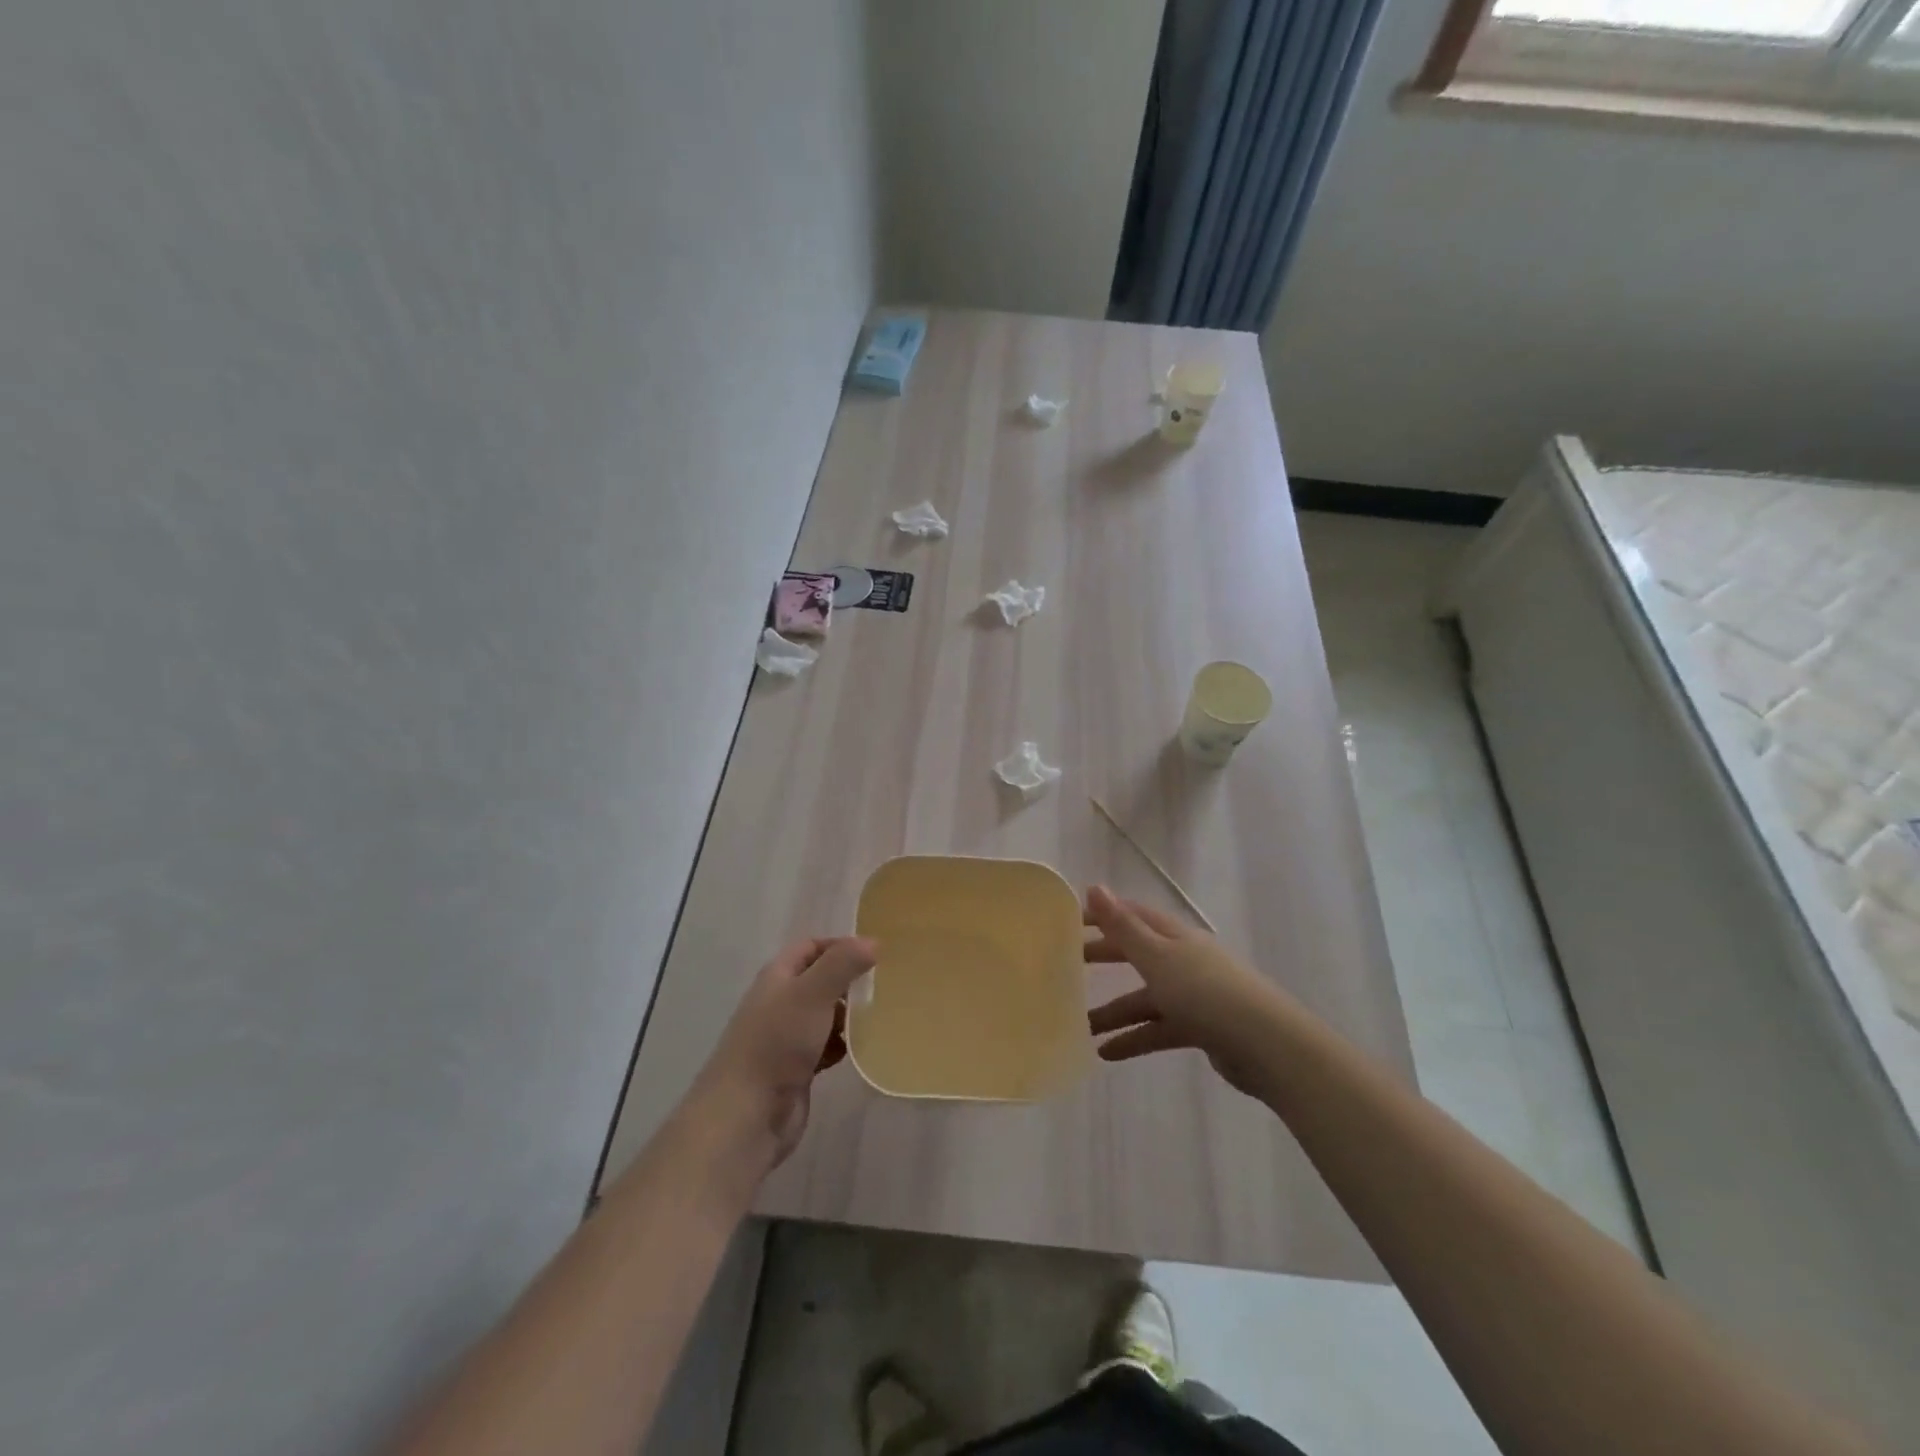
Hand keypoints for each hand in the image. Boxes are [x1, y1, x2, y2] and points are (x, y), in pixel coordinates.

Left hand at [681, 936, 876, 1175]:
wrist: (747, 1115)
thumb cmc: (777, 1043)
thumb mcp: (812, 993)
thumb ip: (842, 964)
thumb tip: (872, 941)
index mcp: (777, 977)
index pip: (810, 947)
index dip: (840, 946)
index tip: (875, 954)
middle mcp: (781, 1002)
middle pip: (820, 981)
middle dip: (849, 981)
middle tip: (884, 985)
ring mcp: (787, 1038)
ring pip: (825, 1015)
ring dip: (850, 1015)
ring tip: (881, 1015)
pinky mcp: (797, 1069)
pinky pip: (827, 1047)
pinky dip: (844, 1045)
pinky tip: (864, 1048)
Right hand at [1084, 885, 1291, 1097]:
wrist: (1266, 1045)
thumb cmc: (1205, 992)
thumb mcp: (1157, 956)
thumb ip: (1122, 926)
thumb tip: (1093, 886)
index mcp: (1174, 936)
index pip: (1132, 915)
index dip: (1103, 915)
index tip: (1070, 921)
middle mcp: (1182, 959)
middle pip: (1136, 954)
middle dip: (1104, 958)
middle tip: (1068, 966)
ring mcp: (1193, 994)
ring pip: (1145, 998)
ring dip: (1114, 1011)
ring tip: (1081, 1026)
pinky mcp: (1200, 1027)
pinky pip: (1158, 1028)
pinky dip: (1134, 1038)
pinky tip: (1108, 1053)